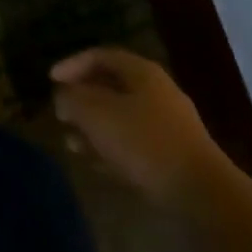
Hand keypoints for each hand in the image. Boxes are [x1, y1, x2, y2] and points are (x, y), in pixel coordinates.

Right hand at [51, 47, 230, 209]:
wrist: (201, 195)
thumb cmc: (143, 142)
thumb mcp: (95, 114)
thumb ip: (71, 99)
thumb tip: (64, 98)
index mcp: (142, 73)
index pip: (100, 56)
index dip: (71, 64)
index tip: (50, 81)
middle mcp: (156, 93)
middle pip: (110, 87)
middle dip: (81, 99)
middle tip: (60, 113)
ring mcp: (167, 126)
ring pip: (120, 118)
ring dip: (93, 127)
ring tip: (71, 143)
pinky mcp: (171, 157)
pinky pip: (132, 144)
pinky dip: (110, 149)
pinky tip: (95, 163)